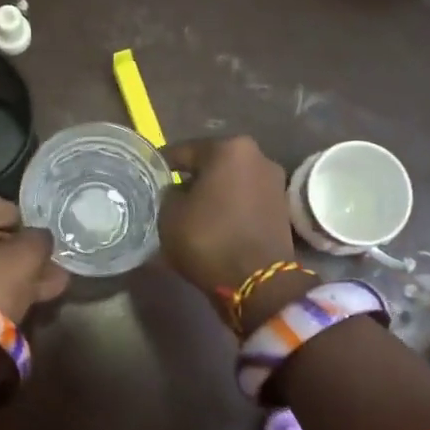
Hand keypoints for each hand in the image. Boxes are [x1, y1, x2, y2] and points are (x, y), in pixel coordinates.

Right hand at [160, 137, 297, 297]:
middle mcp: (257, 156)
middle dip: (192, 178)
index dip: (163, 164)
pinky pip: (245, 200)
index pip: (184, 151)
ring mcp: (274, 181)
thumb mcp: (170, 214)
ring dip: (213, 193)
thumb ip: (169, 193)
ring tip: (191, 212)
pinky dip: (230, 207)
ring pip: (231, 182)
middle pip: (212, 164)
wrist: (259, 282)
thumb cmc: (209, 238)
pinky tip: (214, 222)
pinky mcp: (281, 207)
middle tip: (169, 195)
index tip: (148, 175)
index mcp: (228, 148)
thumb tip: (177, 191)